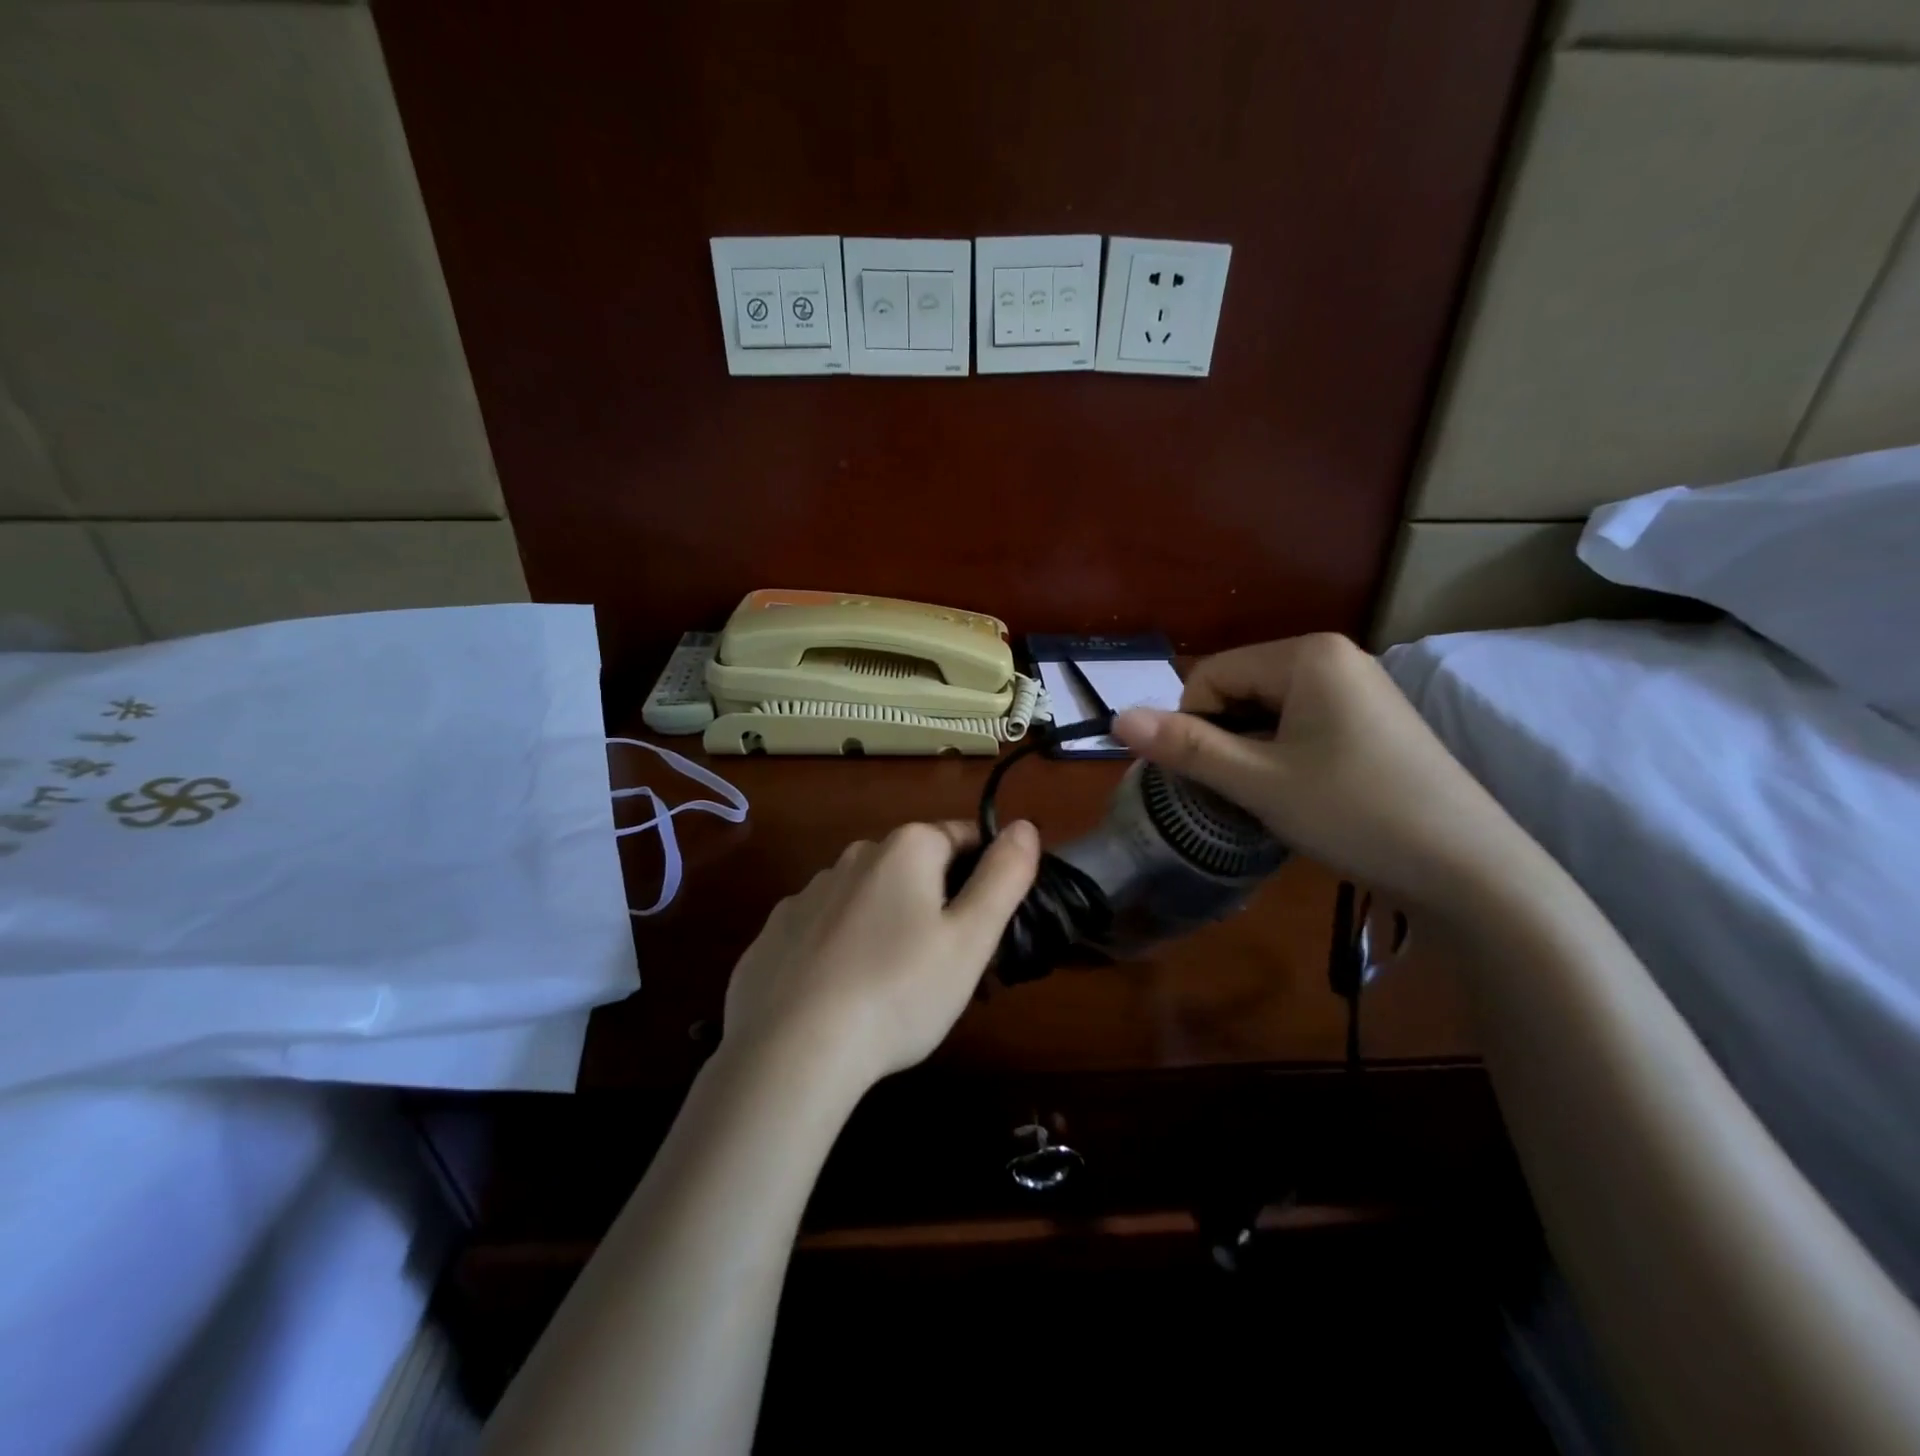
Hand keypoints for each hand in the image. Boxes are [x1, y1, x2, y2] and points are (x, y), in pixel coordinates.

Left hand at [720, 820, 1040, 1092]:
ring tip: (898, 991)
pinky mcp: (773, 933)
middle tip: (950, 967)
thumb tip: (1023, 825)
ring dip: (889, 925)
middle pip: (914, 869)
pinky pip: (824, 930)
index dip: (986, 874)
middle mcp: (853, 856)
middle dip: (938, 905)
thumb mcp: (970, 939)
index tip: (990, 925)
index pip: (962, 837)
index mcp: (905, 849)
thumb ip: (1003, 876)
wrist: (791, 1051)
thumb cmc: (899, 991)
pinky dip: (842, 949)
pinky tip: (843, 995)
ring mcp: (807, 894)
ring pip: (867, 899)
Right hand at [1110, 634, 1519, 908]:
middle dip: (1224, 738)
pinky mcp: (1374, 722)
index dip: (1192, 725)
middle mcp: (1335, 657)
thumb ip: (1185, 746)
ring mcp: (1360, 688)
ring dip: (1251, 751)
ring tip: (1269, 798)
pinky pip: (1302, 725)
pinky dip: (1283, 755)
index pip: (1211, 674)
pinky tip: (1301, 794)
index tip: (1208, 778)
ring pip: (1269, 711)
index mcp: (1307, 654)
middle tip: (1239, 793)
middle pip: (1240, 688)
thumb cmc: (1355, 813)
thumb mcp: (1258, 781)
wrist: (1470, 870)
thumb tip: (1116, 719)